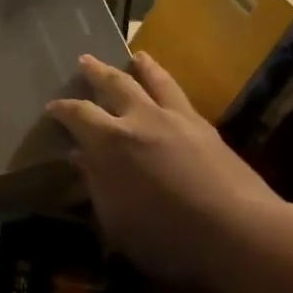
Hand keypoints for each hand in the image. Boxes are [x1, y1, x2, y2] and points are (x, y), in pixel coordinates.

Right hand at [47, 53, 281, 287]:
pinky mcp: (207, 128)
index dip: (62, 109)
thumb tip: (81, 157)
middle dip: (97, 72)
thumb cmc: (167, 236)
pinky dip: (169, 86)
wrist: (239, 232)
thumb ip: (96, 184)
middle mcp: (142, 118)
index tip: (52, 107)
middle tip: (85, 60)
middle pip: (115, 84)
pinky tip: (170, 91)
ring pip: (155, 81)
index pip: (78, 114)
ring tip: (137, 56)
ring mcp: (178, 119)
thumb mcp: (116, 221)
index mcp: (111, 141)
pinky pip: (180, 96)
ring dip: (142, 67)